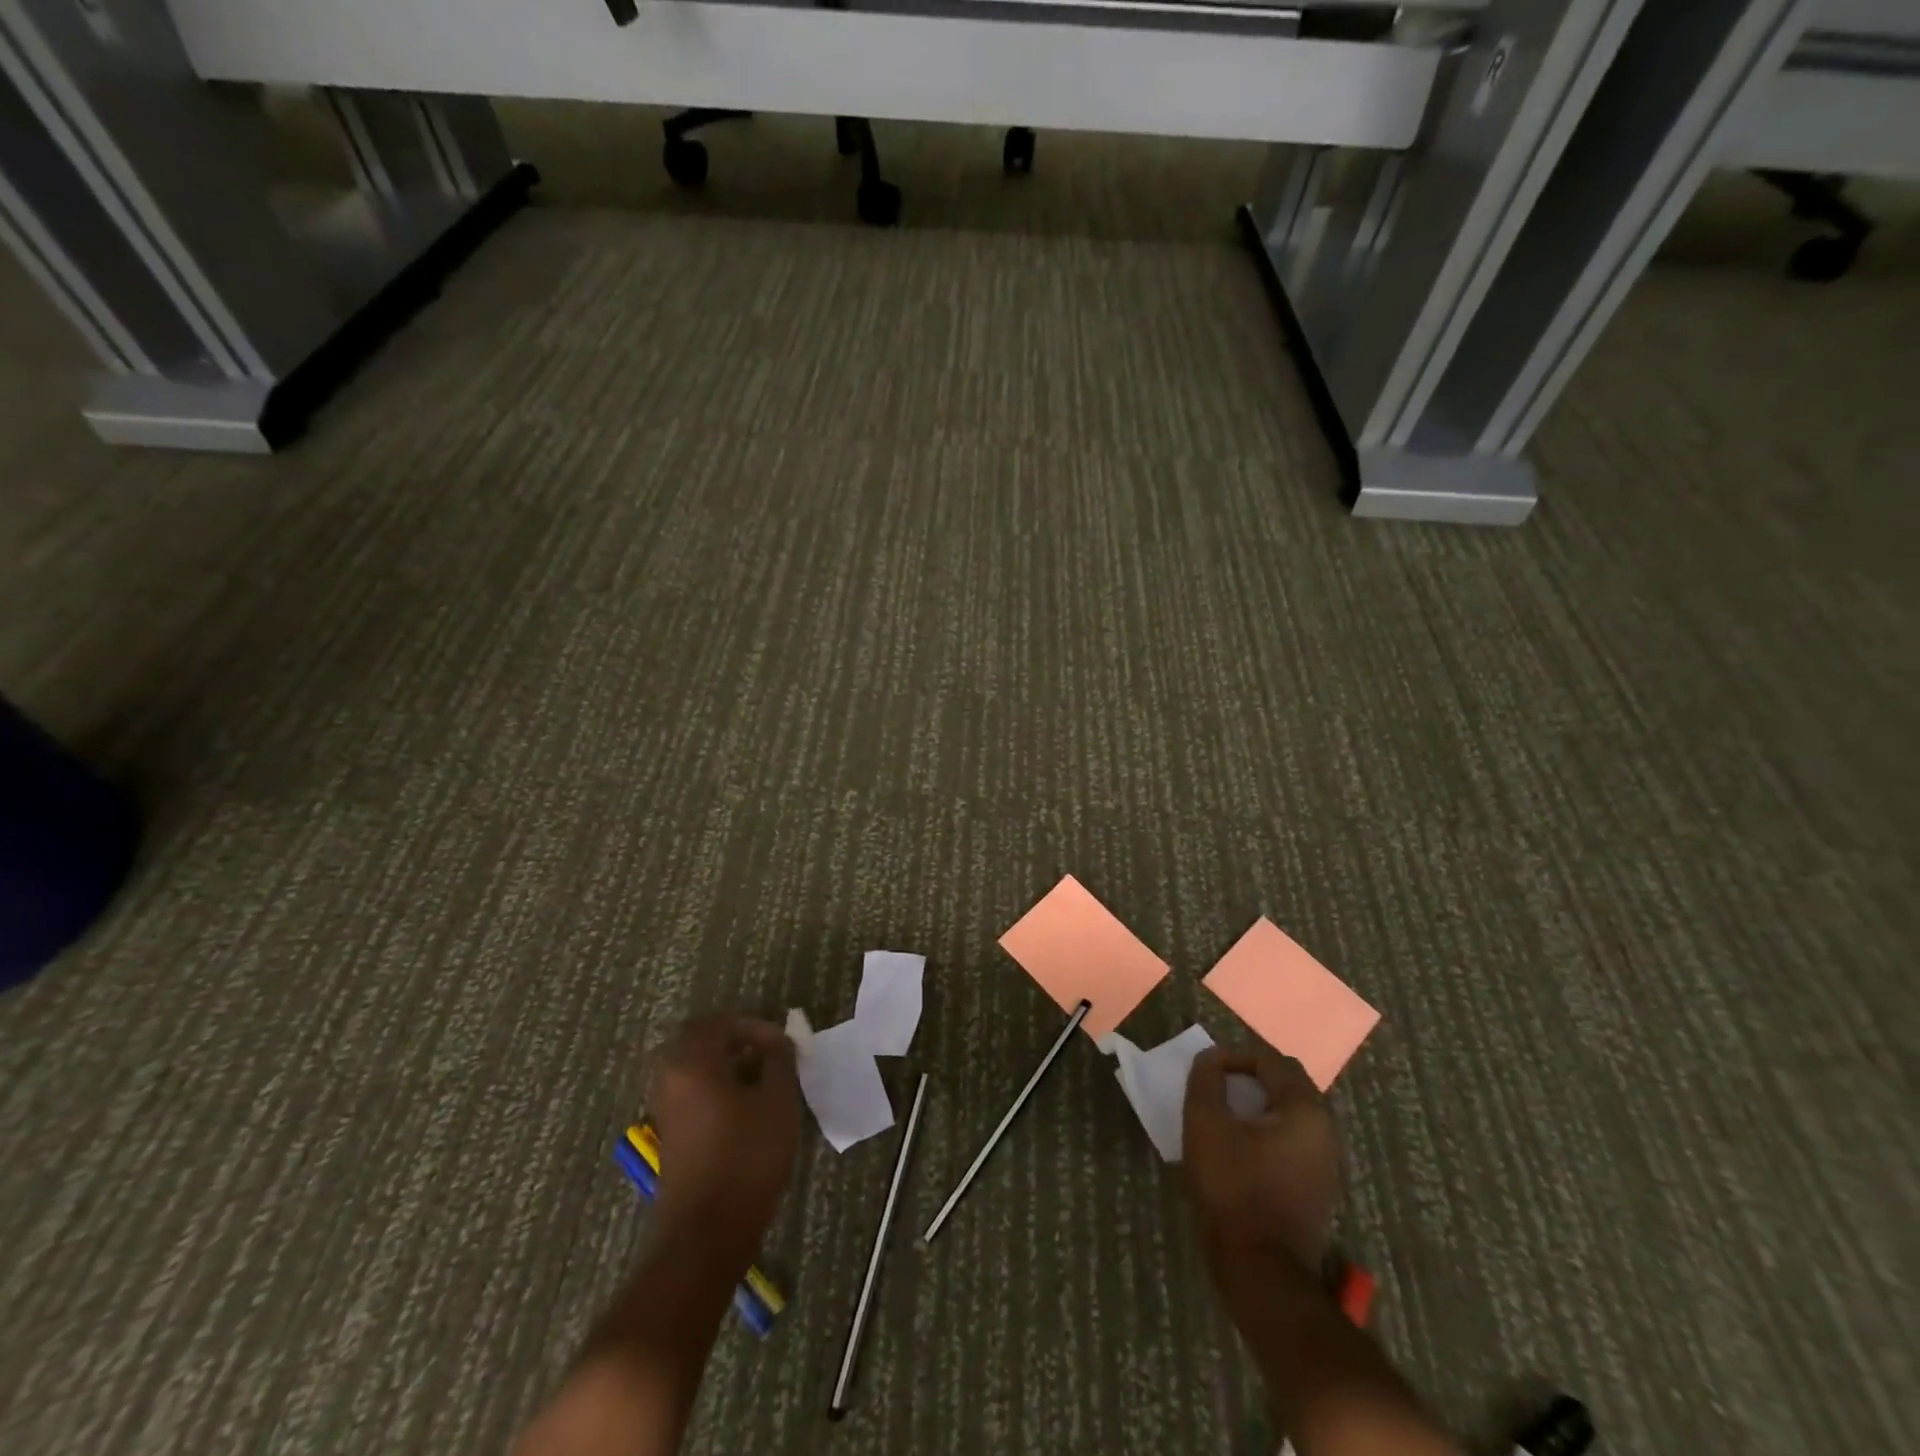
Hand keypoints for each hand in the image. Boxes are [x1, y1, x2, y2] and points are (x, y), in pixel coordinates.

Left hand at [643, 1013, 800, 1247]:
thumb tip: (777, 1044)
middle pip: (699, 1040)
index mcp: (692, 1062)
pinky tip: (744, 1106)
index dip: (756, 1026)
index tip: (783, 1046)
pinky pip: (690, 1090)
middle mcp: (670, 1078)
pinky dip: (715, 1085)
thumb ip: (779, 1061)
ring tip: (760, 1079)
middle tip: (767, 1052)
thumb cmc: (748, 1156)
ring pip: (693, 1066)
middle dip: (736, 1039)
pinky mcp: (670, 1133)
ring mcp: (665, 1107)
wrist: (708, 1231)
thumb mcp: (778, 1101)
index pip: (721, 1022)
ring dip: (725, 1063)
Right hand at [1183, 1044, 1339, 1269]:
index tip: (1206, 1069)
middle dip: (1251, 1075)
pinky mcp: (1318, 1185)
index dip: (1234, 1056)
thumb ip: (1207, 1079)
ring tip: (1225, 1111)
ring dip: (1260, 1102)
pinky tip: (1242, 1143)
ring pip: (1291, 1110)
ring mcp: (1326, 1161)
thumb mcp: (1206, 1123)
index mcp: (1305, 1109)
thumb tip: (1212, 1058)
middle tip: (1217, 1084)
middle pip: (1287, 1082)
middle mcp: (1325, 1129)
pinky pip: (1294, 1138)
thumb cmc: (1232, 1187)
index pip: (1270, 1060)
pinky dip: (1269, 1128)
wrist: (1261, 1270)